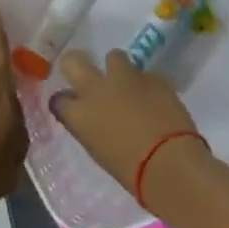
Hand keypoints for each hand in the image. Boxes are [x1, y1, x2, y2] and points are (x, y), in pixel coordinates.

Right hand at [52, 49, 202, 194]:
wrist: (169, 161)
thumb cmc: (130, 170)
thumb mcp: (99, 152)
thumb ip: (91, 129)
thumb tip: (95, 120)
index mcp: (78, 114)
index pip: (59, 99)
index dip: (67, 101)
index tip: (75, 106)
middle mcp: (95, 89)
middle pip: (73, 61)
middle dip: (78, 64)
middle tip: (90, 77)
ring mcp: (125, 78)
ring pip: (114, 56)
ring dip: (119, 69)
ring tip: (130, 85)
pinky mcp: (153, 76)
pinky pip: (146, 74)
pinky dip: (148, 85)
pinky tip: (157, 100)